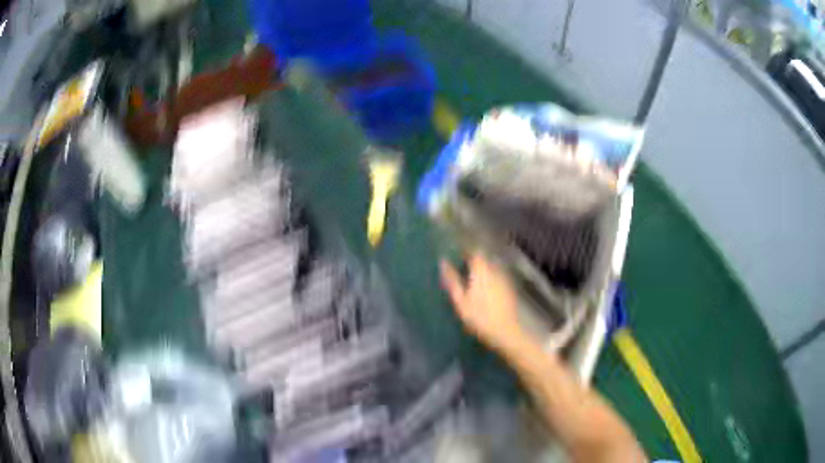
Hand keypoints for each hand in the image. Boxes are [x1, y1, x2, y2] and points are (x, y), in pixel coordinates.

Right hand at [440, 253, 526, 353]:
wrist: (506, 331)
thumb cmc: (479, 317)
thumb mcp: (460, 300)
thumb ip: (452, 280)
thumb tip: (443, 262)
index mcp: (481, 269)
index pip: (473, 251)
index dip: (464, 252)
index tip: (456, 257)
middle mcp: (495, 268)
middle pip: (484, 257)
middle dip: (473, 260)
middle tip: (461, 268)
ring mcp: (504, 278)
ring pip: (491, 266)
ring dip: (482, 269)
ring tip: (471, 278)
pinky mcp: (510, 287)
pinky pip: (497, 276)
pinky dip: (490, 278)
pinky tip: (485, 289)